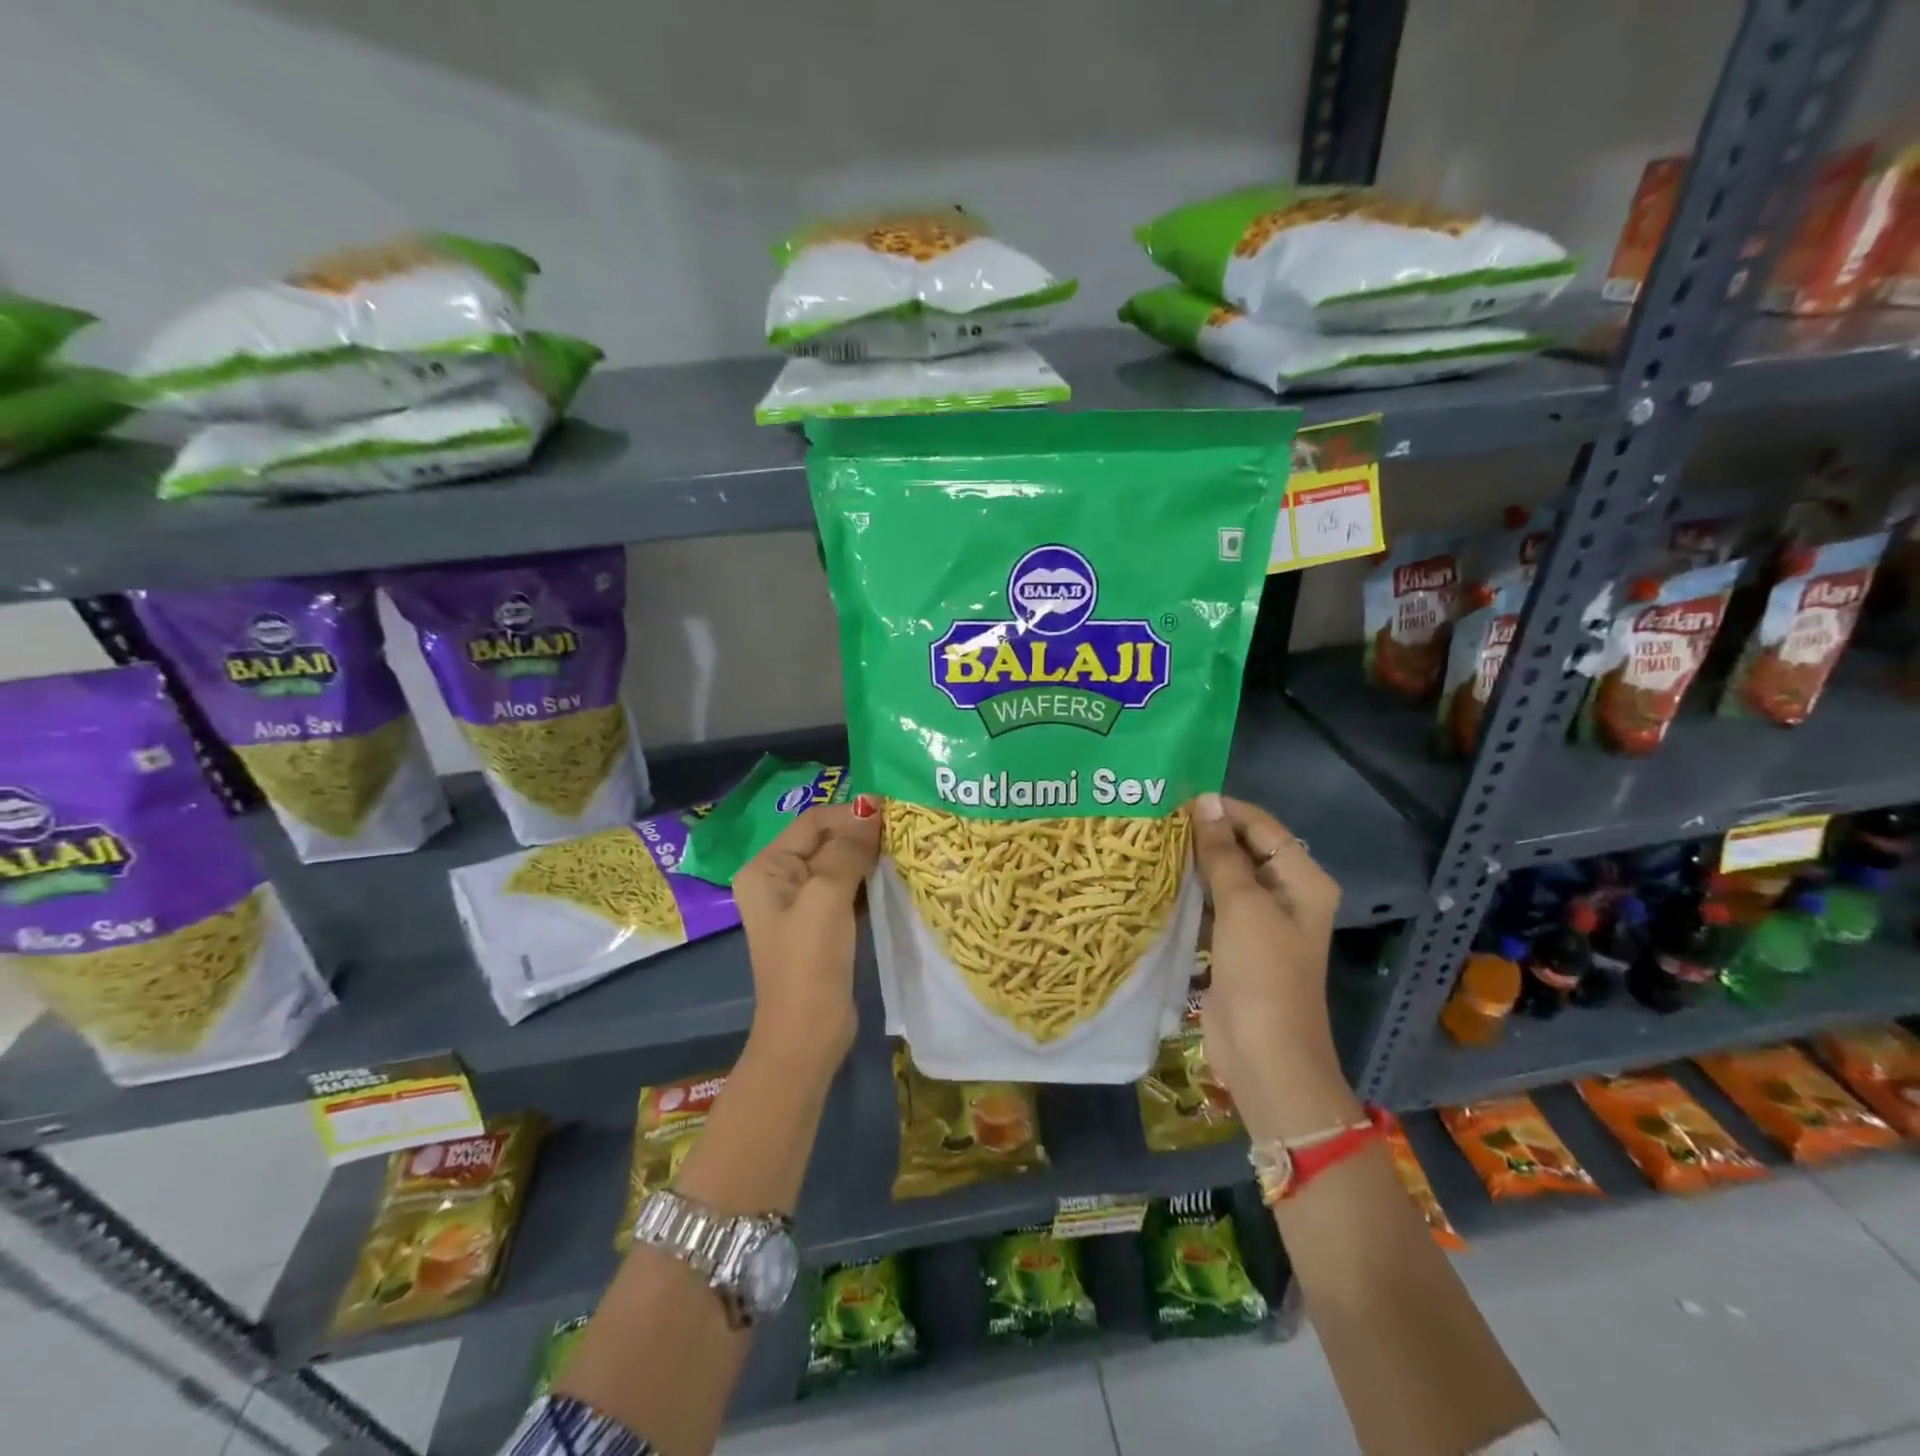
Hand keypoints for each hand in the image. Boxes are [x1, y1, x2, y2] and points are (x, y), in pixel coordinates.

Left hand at [733, 795, 881, 1072]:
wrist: (807, 1034)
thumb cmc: (809, 961)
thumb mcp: (827, 897)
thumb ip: (848, 849)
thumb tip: (871, 804)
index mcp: (767, 867)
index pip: (813, 821)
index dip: (851, 813)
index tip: (894, 812)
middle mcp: (779, 879)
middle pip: (826, 840)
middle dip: (862, 834)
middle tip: (905, 830)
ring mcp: (801, 903)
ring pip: (839, 864)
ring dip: (868, 856)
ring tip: (906, 849)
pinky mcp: (822, 924)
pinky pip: (846, 888)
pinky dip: (869, 880)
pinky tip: (895, 877)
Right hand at [1188, 792, 1359, 1141]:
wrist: (1265, 1055)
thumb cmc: (1262, 973)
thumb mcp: (1243, 905)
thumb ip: (1222, 853)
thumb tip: (1204, 802)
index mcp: (1303, 881)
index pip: (1263, 827)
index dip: (1225, 810)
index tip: (1178, 799)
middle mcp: (1286, 896)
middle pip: (1245, 850)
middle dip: (1207, 835)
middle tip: (1158, 819)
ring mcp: (1260, 923)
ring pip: (1225, 878)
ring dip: (1195, 864)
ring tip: (1153, 842)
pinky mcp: (1236, 945)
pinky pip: (1213, 907)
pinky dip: (1191, 894)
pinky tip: (1159, 881)